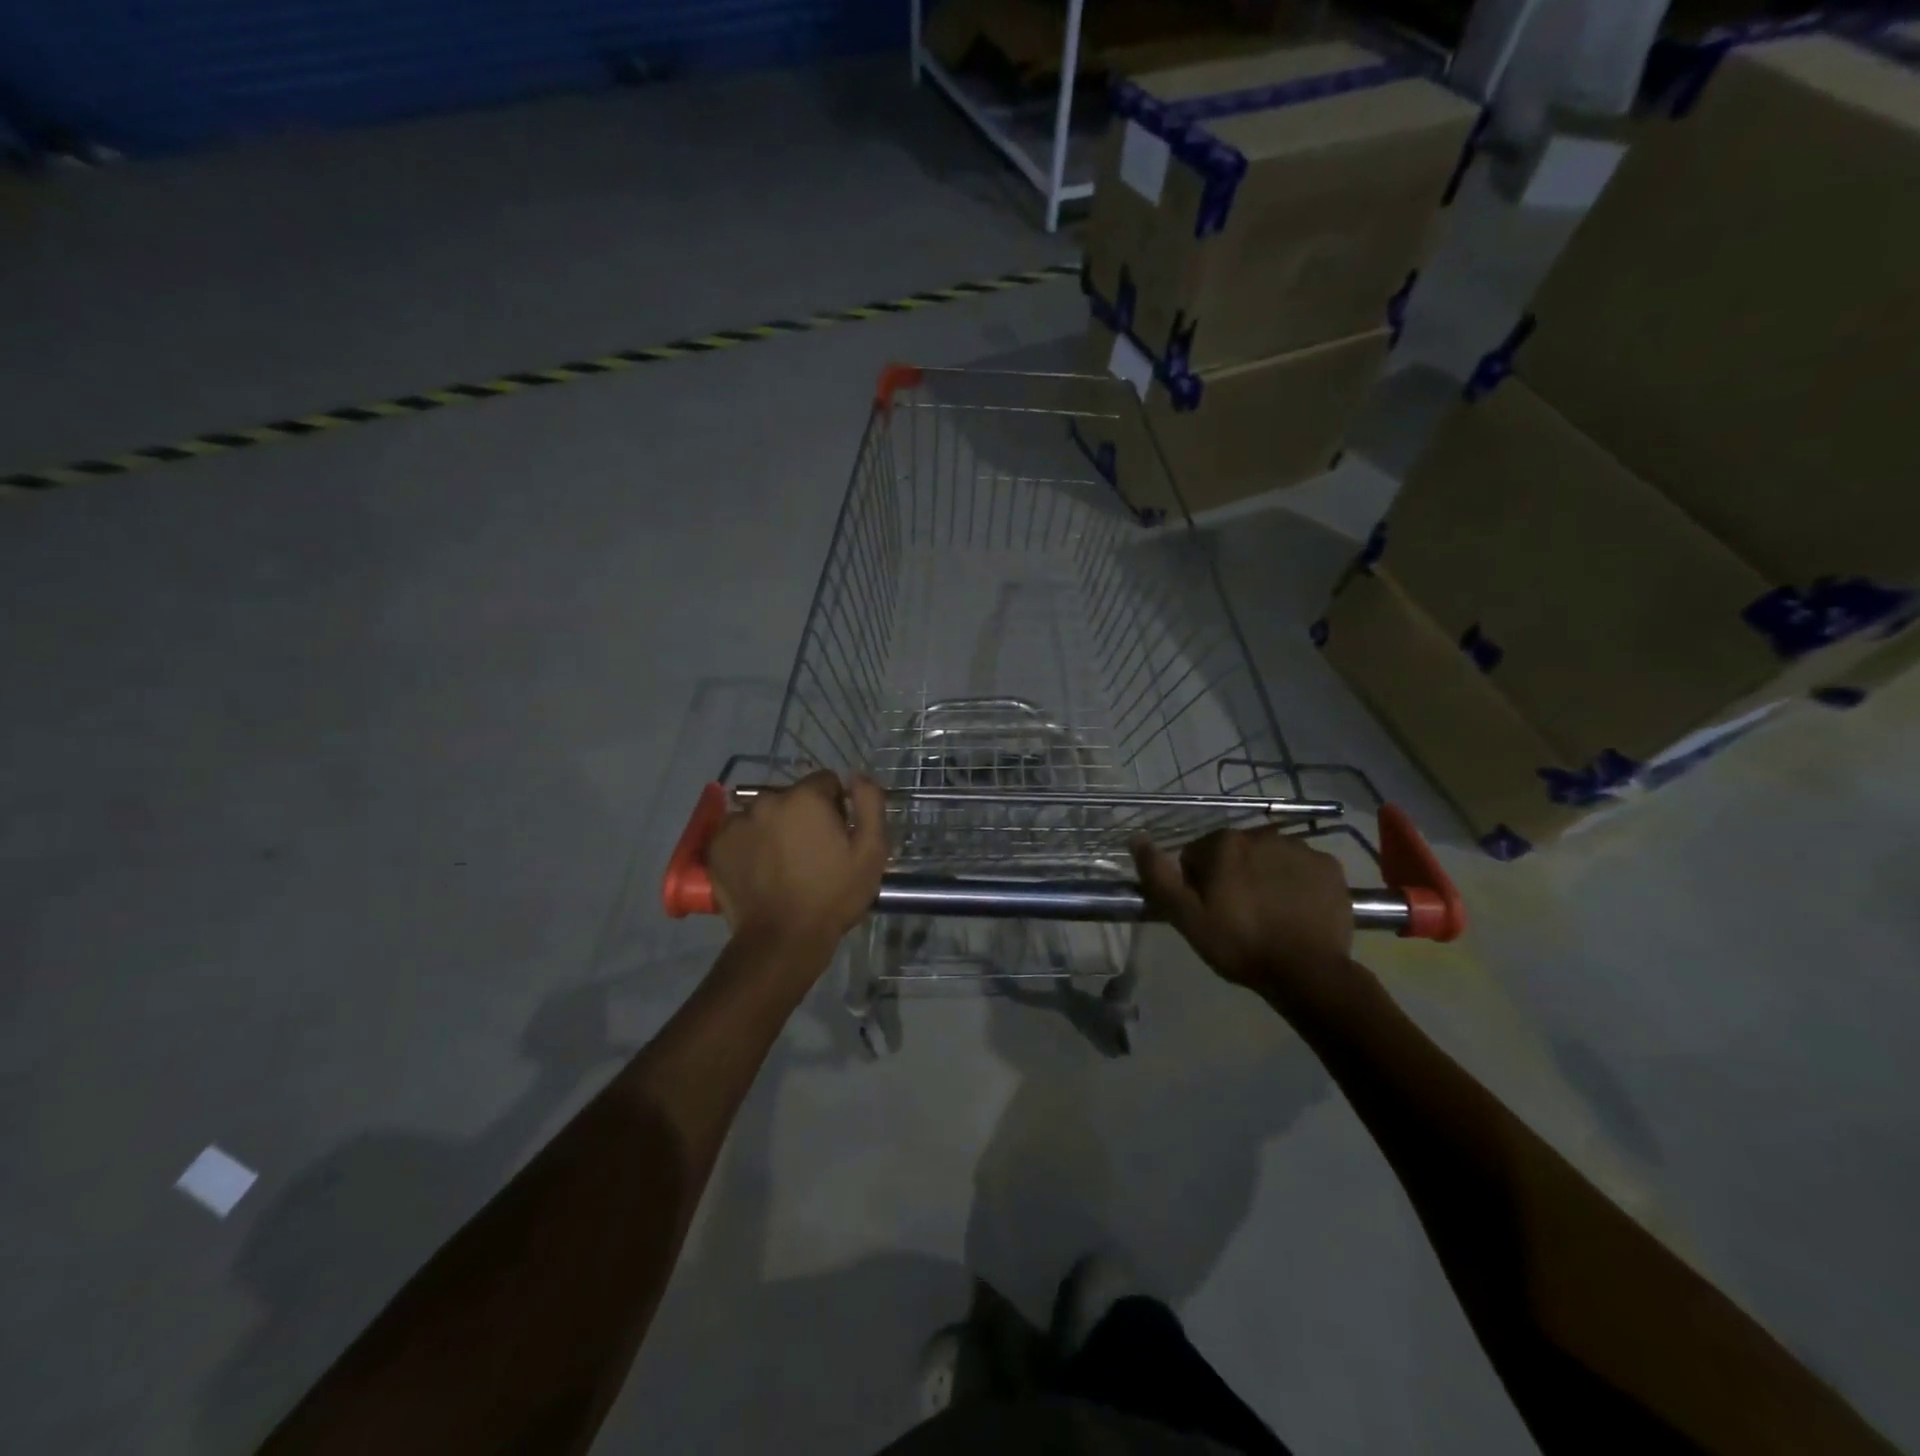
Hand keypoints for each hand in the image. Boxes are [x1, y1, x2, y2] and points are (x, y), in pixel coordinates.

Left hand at [708, 770, 887, 948]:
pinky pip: (739, 833)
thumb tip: (857, 776)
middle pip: (792, 797)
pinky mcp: (716, 846)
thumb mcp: (871, 852)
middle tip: (811, 853)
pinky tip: (760, 871)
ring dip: (774, 829)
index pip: (825, 781)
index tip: (837, 835)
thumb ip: (870, 804)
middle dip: (803, 816)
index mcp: (805, 798)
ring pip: (763, 814)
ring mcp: (736, 823)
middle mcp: (766, 800)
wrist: (783, 940)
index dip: (836, 806)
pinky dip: (749, 845)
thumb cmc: (833, 896)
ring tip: (783, 865)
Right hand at [1131, 828, 1353, 1005]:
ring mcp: (1301, 849)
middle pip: (1235, 852)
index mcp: (1224, 843)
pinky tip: (1297, 911)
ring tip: (1270, 915)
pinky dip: (1298, 883)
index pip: (1197, 855)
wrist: (1308, 973)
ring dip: (1265, 876)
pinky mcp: (1331, 867)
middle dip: (1232, 875)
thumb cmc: (1239, 944)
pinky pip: (1304, 868)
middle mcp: (1262, 834)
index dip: (1198, 884)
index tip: (1209, 911)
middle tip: (1238, 915)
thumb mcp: (1186, 917)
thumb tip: (1136, 838)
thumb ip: (1158, 875)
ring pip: (1270, 858)